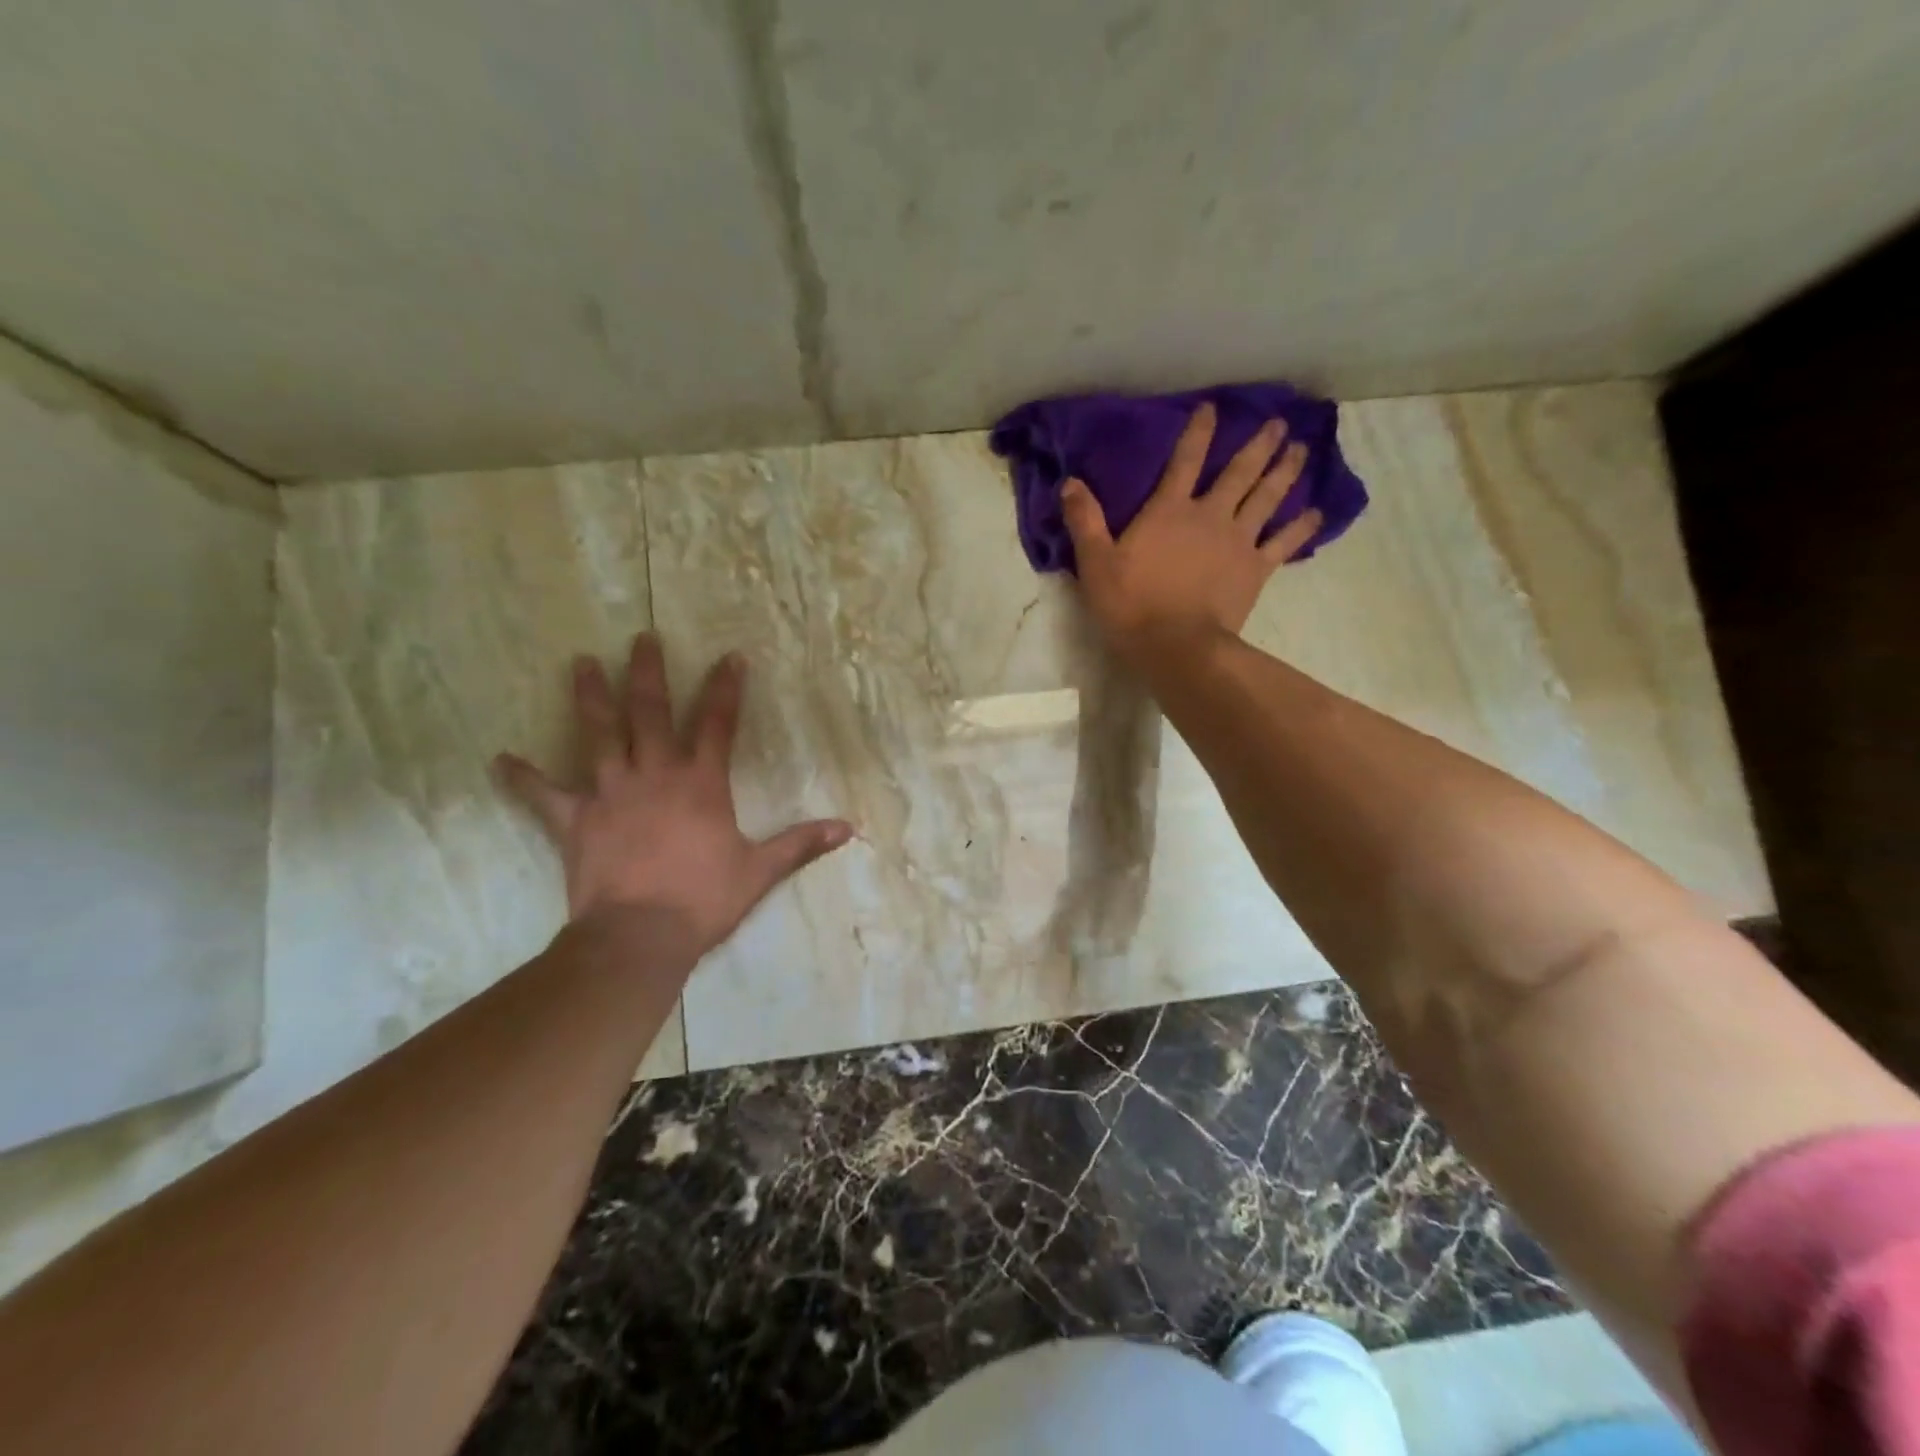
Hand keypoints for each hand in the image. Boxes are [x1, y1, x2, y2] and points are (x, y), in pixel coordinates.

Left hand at [497, 633, 852, 959]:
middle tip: (641, 636)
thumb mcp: (760, 870)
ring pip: (599, 735)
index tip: (730, 656)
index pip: (718, 724)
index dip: (726, 688)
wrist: (640, 935)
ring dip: (591, 697)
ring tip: (582, 663)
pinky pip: (545, 795)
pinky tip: (501, 759)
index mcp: (701, 783)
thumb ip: (801, 843)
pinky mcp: (576, 820)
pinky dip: (524, 778)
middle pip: (650, 713)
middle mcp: (655, 774)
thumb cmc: (703, 899)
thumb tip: (848, 828)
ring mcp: (611, 793)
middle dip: (647, 673)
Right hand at [1061, 402, 1321, 660]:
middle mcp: (1209, 516)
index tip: (1212, 407)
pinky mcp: (1256, 569)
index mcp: (1169, 510)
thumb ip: (1084, 520)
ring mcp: (1238, 541)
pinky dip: (1302, 527)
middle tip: (1279, 423)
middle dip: (1258, 445)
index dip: (1198, 432)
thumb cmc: (1131, 605)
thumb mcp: (1095, 563)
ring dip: (1285, 472)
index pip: (1184, 460)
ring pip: (1267, 498)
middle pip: (1239, 472)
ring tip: (1300, 450)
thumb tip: (1070, 482)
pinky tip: (1317, 513)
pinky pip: (1284, 542)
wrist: (1175, 645)